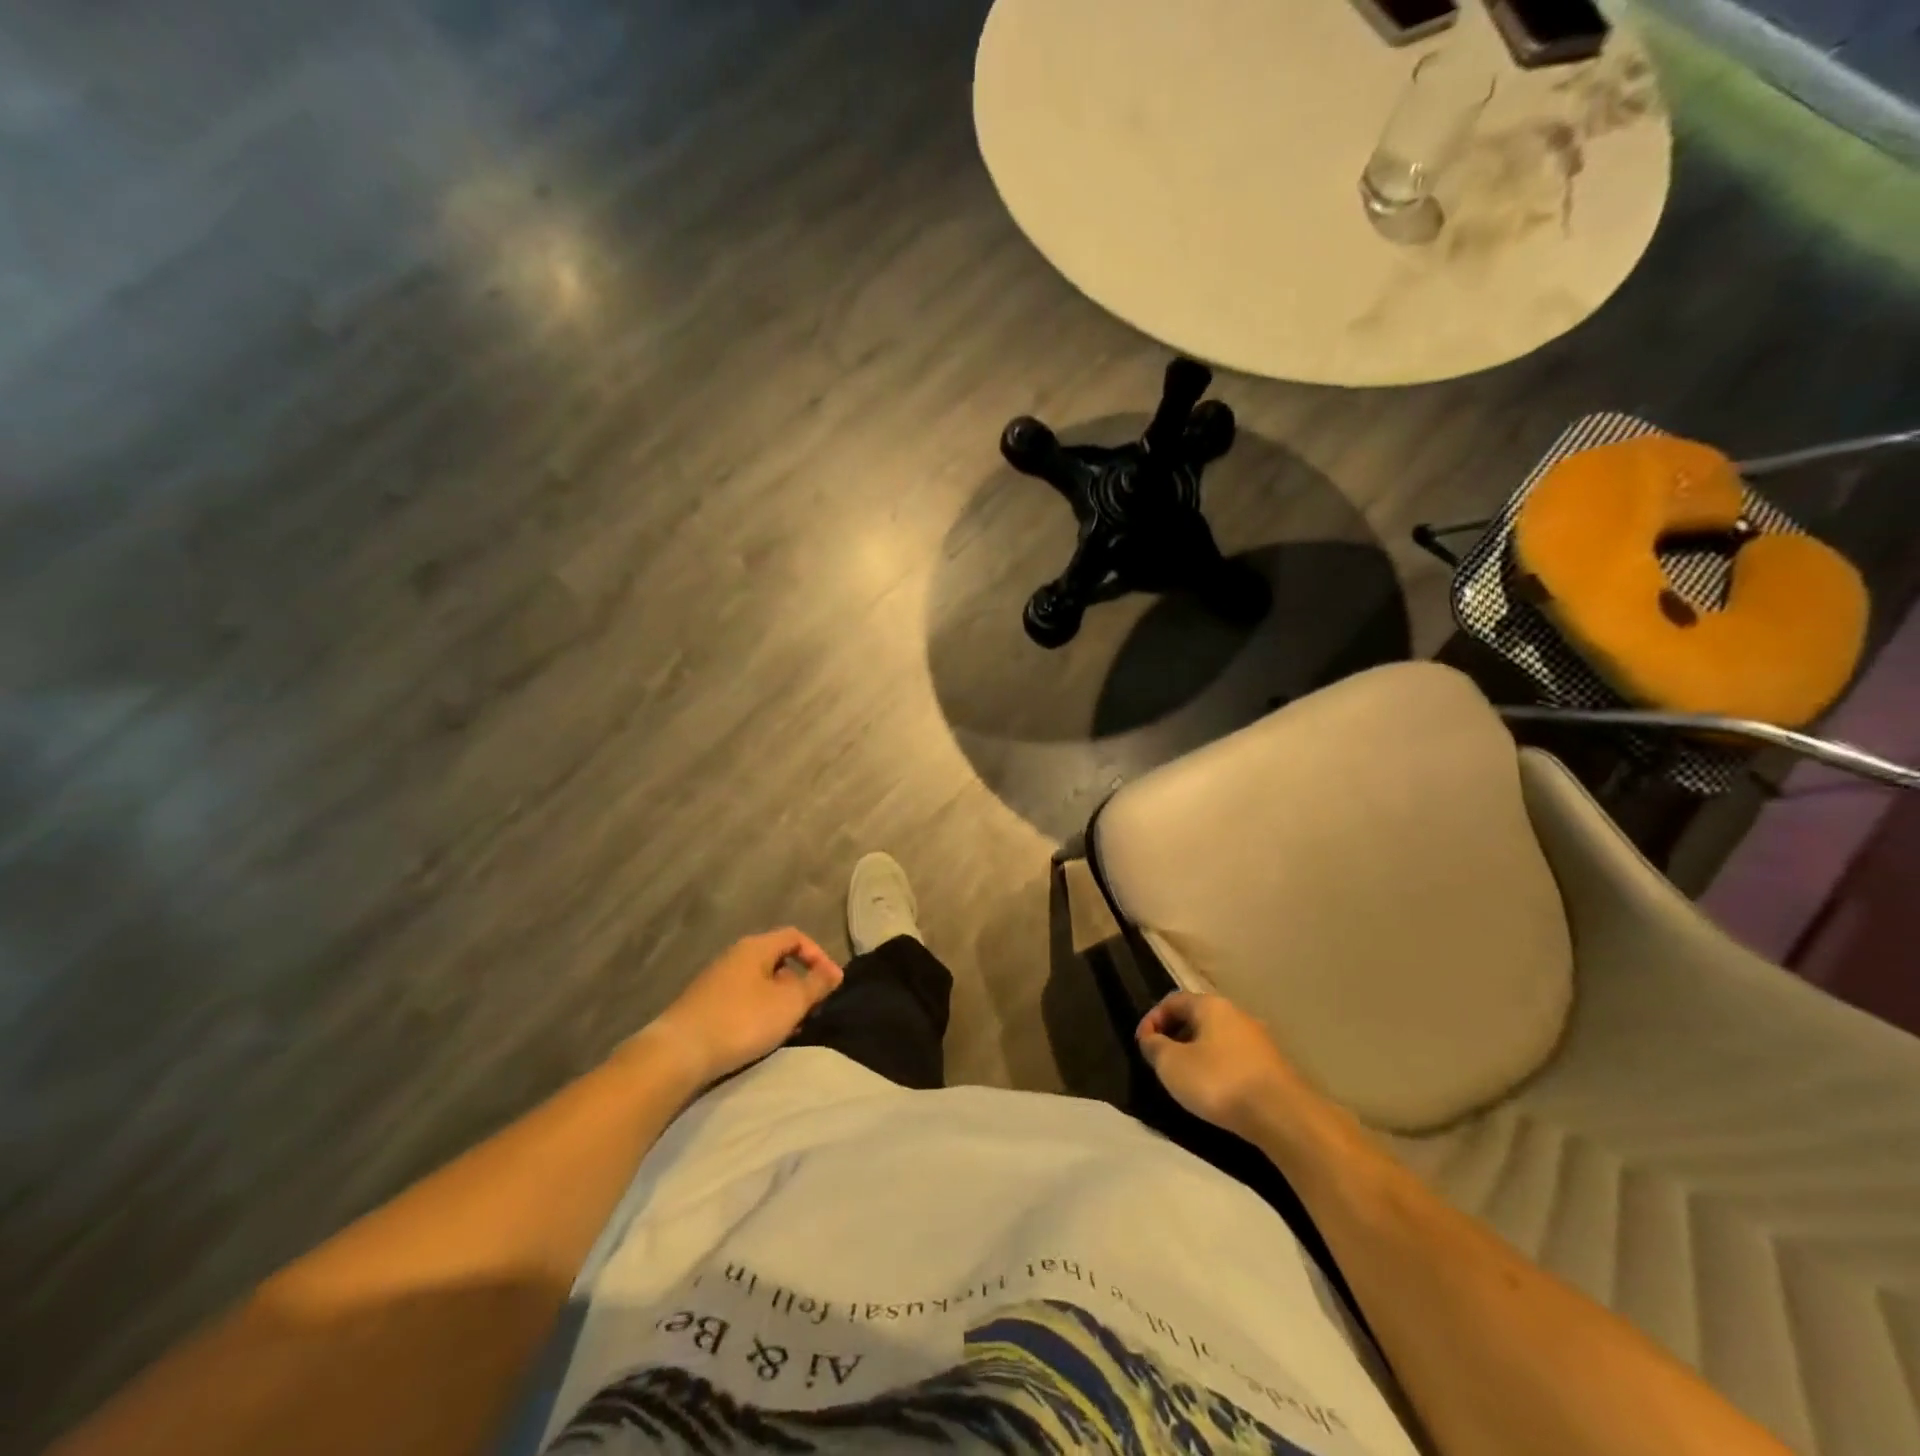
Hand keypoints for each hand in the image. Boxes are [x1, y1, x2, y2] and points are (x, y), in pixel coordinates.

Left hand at [643, 929, 843, 1084]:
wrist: (679, 1053)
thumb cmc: (741, 1020)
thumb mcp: (789, 1003)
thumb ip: (816, 985)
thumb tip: (834, 972)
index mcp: (755, 947)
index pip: (795, 936)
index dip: (818, 955)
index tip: (831, 983)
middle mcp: (734, 956)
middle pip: (777, 960)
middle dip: (800, 983)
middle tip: (812, 1009)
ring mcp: (716, 981)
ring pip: (761, 983)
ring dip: (781, 1002)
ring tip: (791, 1028)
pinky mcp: (705, 1005)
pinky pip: (743, 1000)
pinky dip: (760, 1012)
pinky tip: (762, 1036)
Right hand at [1136, 991, 1311, 1140]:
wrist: (1282, 1115)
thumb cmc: (1219, 1081)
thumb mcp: (1172, 1064)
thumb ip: (1154, 1047)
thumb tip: (1151, 1039)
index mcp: (1211, 1005)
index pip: (1173, 1000)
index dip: (1152, 1019)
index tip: (1142, 1044)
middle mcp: (1236, 1014)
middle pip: (1196, 1018)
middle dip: (1175, 1036)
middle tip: (1161, 1061)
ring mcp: (1258, 1039)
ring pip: (1217, 1039)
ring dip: (1196, 1053)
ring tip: (1186, 1079)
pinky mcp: (1272, 1065)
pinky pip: (1234, 1058)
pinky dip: (1218, 1068)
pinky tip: (1214, 1091)